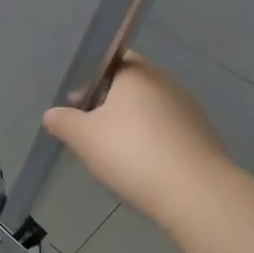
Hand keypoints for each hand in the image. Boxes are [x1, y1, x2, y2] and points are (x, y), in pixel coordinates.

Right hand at [42, 54, 228, 226]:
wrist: (194, 193)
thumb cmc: (132, 153)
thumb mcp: (83, 138)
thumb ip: (63, 121)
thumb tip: (52, 114)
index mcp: (136, 72)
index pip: (110, 59)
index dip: (89, 78)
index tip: (76, 103)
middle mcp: (165, 82)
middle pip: (129, 85)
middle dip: (108, 104)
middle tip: (88, 131)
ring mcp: (188, 108)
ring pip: (149, 110)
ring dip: (131, 125)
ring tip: (113, 154)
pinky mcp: (202, 135)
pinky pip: (167, 131)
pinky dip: (152, 143)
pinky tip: (141, 167)